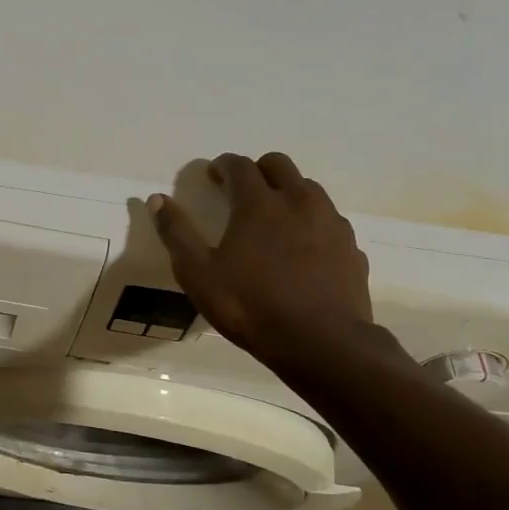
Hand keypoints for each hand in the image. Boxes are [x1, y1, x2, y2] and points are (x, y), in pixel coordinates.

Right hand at [148, 153, 400, 378]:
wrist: (322, 344)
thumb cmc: (250, 306)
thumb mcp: (198, 274)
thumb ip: (176, 233)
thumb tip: (157, 199)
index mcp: (259, 203)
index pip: (239, 165)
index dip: (222, 166)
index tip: (212, 177)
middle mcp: (298, 201)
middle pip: (278, 165)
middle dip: (257, 171)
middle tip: (240, 193)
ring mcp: (330, 223)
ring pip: (308, 189)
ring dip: (287, 192)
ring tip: (272, 220)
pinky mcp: (351, 247)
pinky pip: (328, 220)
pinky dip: (311, 222)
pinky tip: (301, 249)